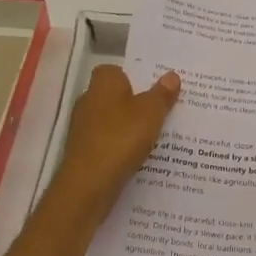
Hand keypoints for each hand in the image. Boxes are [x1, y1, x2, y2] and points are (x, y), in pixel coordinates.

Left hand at [50, 65, 180, 223]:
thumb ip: (162, 94)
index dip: (134, 76)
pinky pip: (108, 142)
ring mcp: (83, 128)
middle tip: (162, 109)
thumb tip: (171, 76)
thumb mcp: (151, 112)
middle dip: (135, 102)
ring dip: (129, 127)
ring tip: (156, 135)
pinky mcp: (84, 152)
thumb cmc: (120, 138)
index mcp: (103, 83)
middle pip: (115, 95)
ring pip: (112, 120)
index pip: (116, 70)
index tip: (154, 87)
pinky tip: (139, 156)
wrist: (88, 185)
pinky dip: (121, 146)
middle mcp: (88, 101)